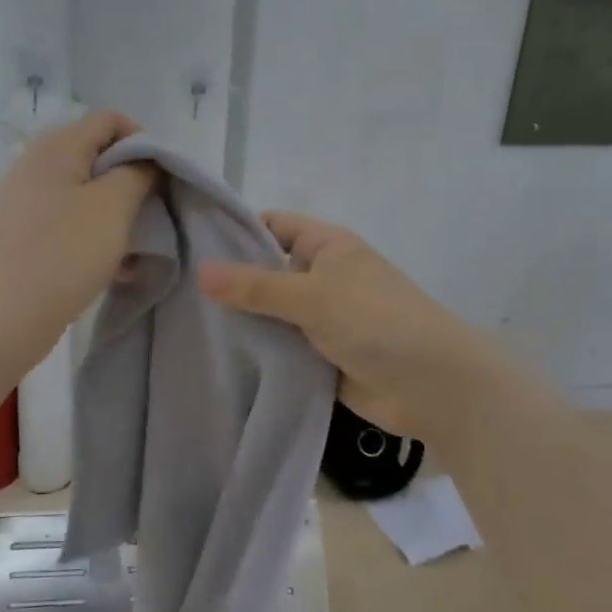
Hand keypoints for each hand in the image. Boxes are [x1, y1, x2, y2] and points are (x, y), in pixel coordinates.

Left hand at [0, 111, 155, 370]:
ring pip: (87, 193)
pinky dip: (95, 235)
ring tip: (135, 247)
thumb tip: (145, 160)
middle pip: (98, 155)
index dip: (144, 141)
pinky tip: (114, 267)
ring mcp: (26, 201)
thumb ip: (138, 171)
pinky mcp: (24, 234)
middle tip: (152, 212)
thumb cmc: (63, 253)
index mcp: (56, 146)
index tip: (162, 178)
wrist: (0, 319)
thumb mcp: (113, 205)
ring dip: (117, 213)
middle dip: (132, 180)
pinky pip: (70, 221)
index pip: (110, 119)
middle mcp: (36, 164)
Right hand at [198, 212, 505, 447]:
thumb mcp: (313, 296)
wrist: (433, 386)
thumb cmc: (377, 321)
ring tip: (185, 325)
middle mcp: (322, 277)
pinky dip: (258, 352)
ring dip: (243, 321)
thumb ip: (256, 286)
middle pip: (267, 271)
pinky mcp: (320, 356)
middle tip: (177, 290)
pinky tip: (218, 359)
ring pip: (271, 313)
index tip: (190, 243)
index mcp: (326, 247)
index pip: (273, 225)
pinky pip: (281, 348)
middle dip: (231, 282)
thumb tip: (201, 272)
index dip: (237, 230)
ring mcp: (321, 318)